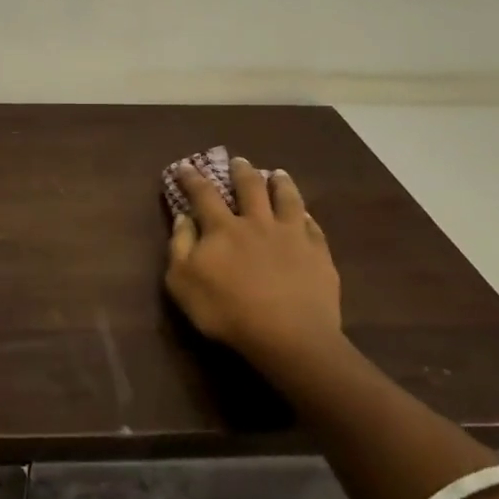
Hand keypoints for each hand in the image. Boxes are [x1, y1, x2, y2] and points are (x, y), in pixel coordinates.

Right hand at [165, 158, 343, 373]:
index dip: (192, 179)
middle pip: (250, 187)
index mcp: (223, 228)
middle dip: (242, 171)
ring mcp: (291, 236)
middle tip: (239, 161)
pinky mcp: (318, 255)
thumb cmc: (227, 311)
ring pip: (287, 199)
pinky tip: (306, 215)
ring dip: (280, 184)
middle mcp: (257, 222)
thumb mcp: (183, 282)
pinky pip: (312, 227)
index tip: (186, 167)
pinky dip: (306, 216)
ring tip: (278, 174)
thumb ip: (181, 246)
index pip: (203, 194)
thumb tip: (182, 218)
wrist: (289, 337)